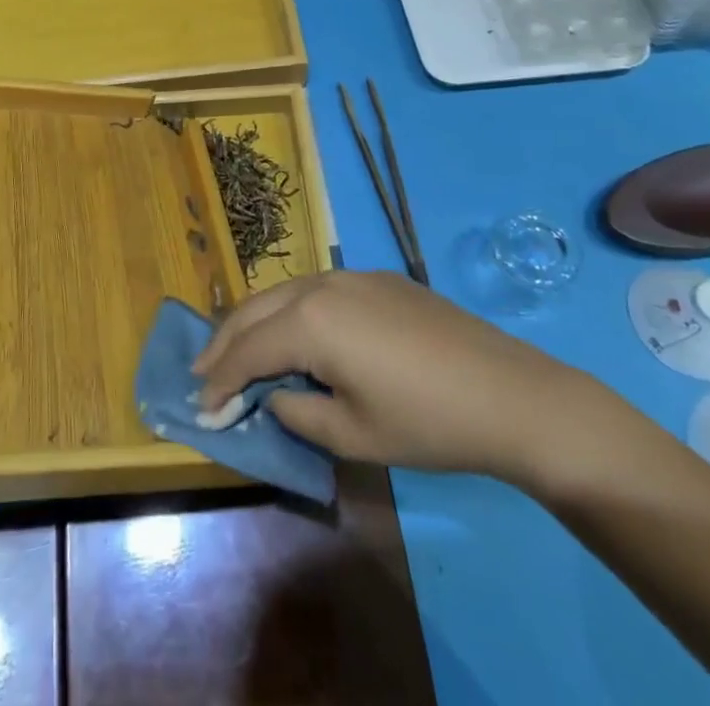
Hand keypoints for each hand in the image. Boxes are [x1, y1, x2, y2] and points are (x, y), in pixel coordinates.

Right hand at [196, 271, 626, 490]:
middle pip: (255, 309)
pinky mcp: (378, 279)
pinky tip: (295, 335)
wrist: (510, 394)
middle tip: (202, 373)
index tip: (199, 408)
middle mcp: (321, 284)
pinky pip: (316, 290)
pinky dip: (291, 313)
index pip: (247, 350)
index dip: (220, 381)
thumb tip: (275, 395)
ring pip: (284, 293)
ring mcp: (352, 275)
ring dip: (256, 323)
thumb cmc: (426, 423)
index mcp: (310, 321)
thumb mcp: (352, 435)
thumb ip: (297, 412)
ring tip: (238, 353)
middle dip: (223, 342)